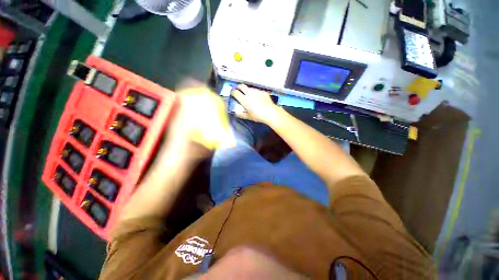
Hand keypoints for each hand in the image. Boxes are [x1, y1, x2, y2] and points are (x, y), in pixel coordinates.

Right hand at [231, 84, 279, 123]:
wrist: (271, 112)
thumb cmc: (258, 116)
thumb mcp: (249, 117)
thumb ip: (241, 115)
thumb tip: (236, 113)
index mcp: (244, 100)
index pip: (236, 92)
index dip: (232, 92)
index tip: (232, 93)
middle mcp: (249, 93)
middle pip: (242, 86)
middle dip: (238, 86)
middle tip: (238, 89)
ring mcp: (257, 91)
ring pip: (250, 88)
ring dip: (247, 89)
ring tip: (248, 94)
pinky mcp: (263, 92)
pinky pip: (257, 90)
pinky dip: (255, 92)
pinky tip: (257, 97)